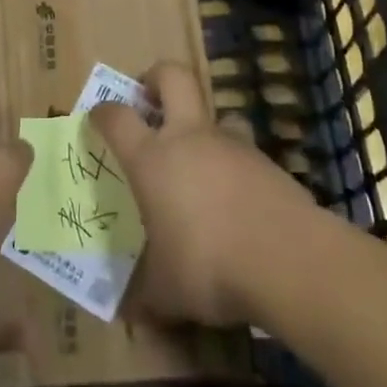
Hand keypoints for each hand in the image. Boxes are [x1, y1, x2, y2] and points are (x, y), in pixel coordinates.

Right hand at [90, 63, 313, 327]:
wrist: (288, 259)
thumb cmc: (208, 265)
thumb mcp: (166, 290)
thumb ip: (145, 292)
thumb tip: (129, 310)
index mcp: (152, 159)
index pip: (117, 117)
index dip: (103, 112)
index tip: (97, 117)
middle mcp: (189, 137)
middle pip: (173, 76)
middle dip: (156, 77)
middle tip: (149, 96)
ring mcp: (233, 144)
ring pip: (215, 113)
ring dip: (203, 126)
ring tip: (200, 161)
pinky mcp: (268, 161)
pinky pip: (243, 151)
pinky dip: (234, 165)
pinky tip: (236, 200)